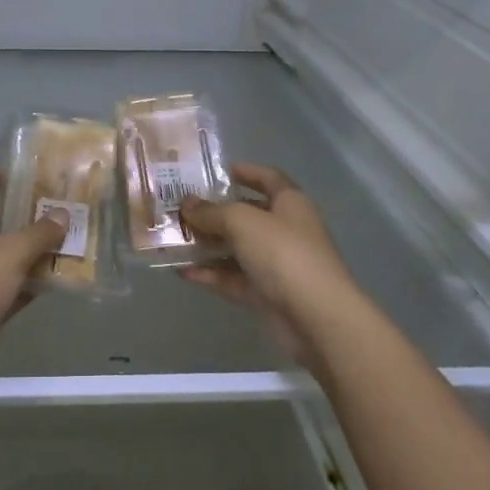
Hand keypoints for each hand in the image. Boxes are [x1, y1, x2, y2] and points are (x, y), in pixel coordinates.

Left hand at [0, 170, 65, 391]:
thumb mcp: (10, 253)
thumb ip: (38, 233)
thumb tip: (62, 214)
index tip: (16, 173)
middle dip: (21, 217)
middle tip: (54, 208)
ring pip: (4, 259)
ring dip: (30, 253)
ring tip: (65, 240)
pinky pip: (9, 289)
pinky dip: (29, 284)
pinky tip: (56, 279)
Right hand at [177, 164, 362, 376]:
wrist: (317, 318)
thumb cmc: (284, 254)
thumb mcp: (242, 222)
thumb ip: (211, 211)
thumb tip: (186, 204)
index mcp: (289, 203)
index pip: (267, 178)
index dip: (244, 171)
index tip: (213, 172)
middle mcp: (284, 230)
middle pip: (246, 215)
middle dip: (214, 212)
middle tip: (179, 208)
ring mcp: (275, 264)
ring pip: (236, 248)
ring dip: (207, 244)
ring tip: (173, 240)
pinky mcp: (265, 294)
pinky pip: (232, 278)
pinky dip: (210, 274)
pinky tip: (182, 271)